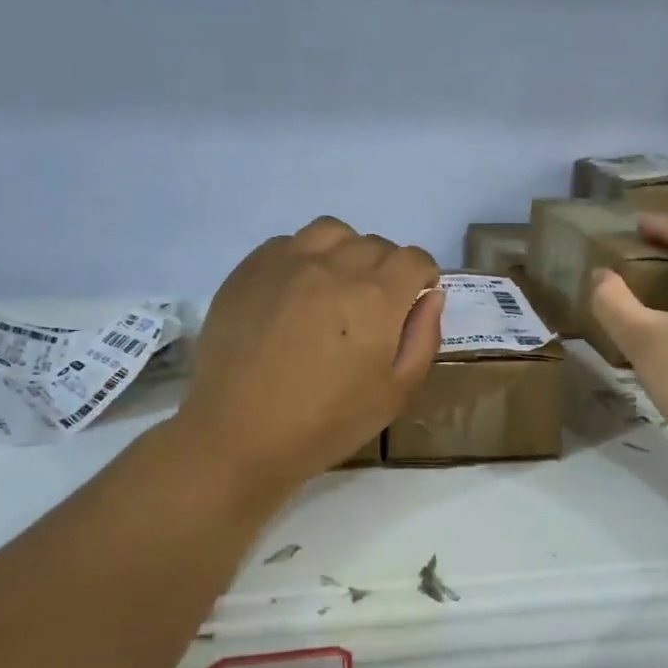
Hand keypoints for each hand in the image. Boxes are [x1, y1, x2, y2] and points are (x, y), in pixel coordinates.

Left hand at [172, 218, 441, 497]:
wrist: (238, 435)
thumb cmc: (326, 422)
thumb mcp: (396, 393)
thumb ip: (423, 338)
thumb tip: (430, 296)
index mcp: (377, 296)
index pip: (415, 258)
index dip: (421, 278)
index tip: (411, 303)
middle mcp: (335, 266)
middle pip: (376, 245)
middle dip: (386, 270)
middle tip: (371, 309)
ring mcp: (288, 262)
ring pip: (332, 232)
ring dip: (345, 252)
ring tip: (335, 287)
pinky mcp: (250, 269)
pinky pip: (288, 243)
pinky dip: (303, 258)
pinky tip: (295, 293)